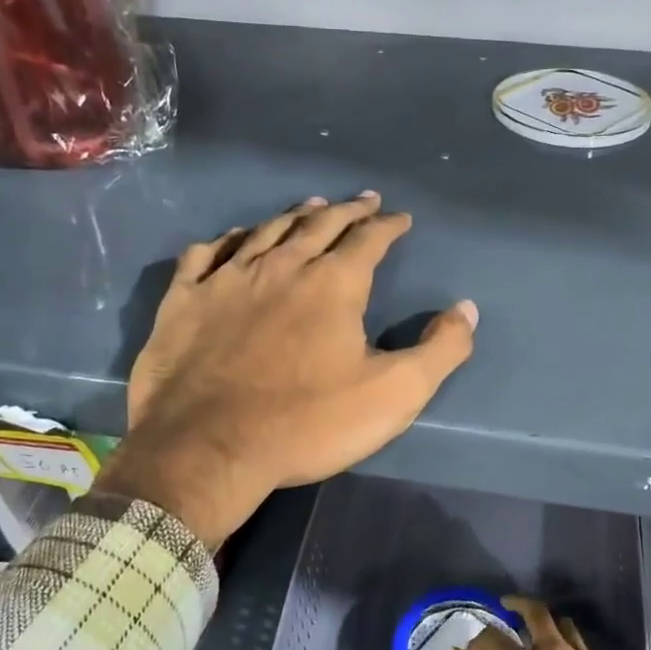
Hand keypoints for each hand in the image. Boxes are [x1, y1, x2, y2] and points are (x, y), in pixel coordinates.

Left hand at [95, 193, 477, 547]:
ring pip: (266, 231)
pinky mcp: (184, 300)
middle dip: (346, 210)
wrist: (207, 449)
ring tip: (311, 206)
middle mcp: (281, 266)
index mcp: (333, 284)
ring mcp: (226, 279)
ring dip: (294, 216)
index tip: (401, 218)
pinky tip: (235, 238)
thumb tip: (466, 309)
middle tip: (362, 200)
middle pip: (319, 225)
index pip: (368, 239)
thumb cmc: (307, 424)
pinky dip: (227, 239)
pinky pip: (206, 254)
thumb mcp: (394, 395)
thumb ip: (440, 350)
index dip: (388, 226)